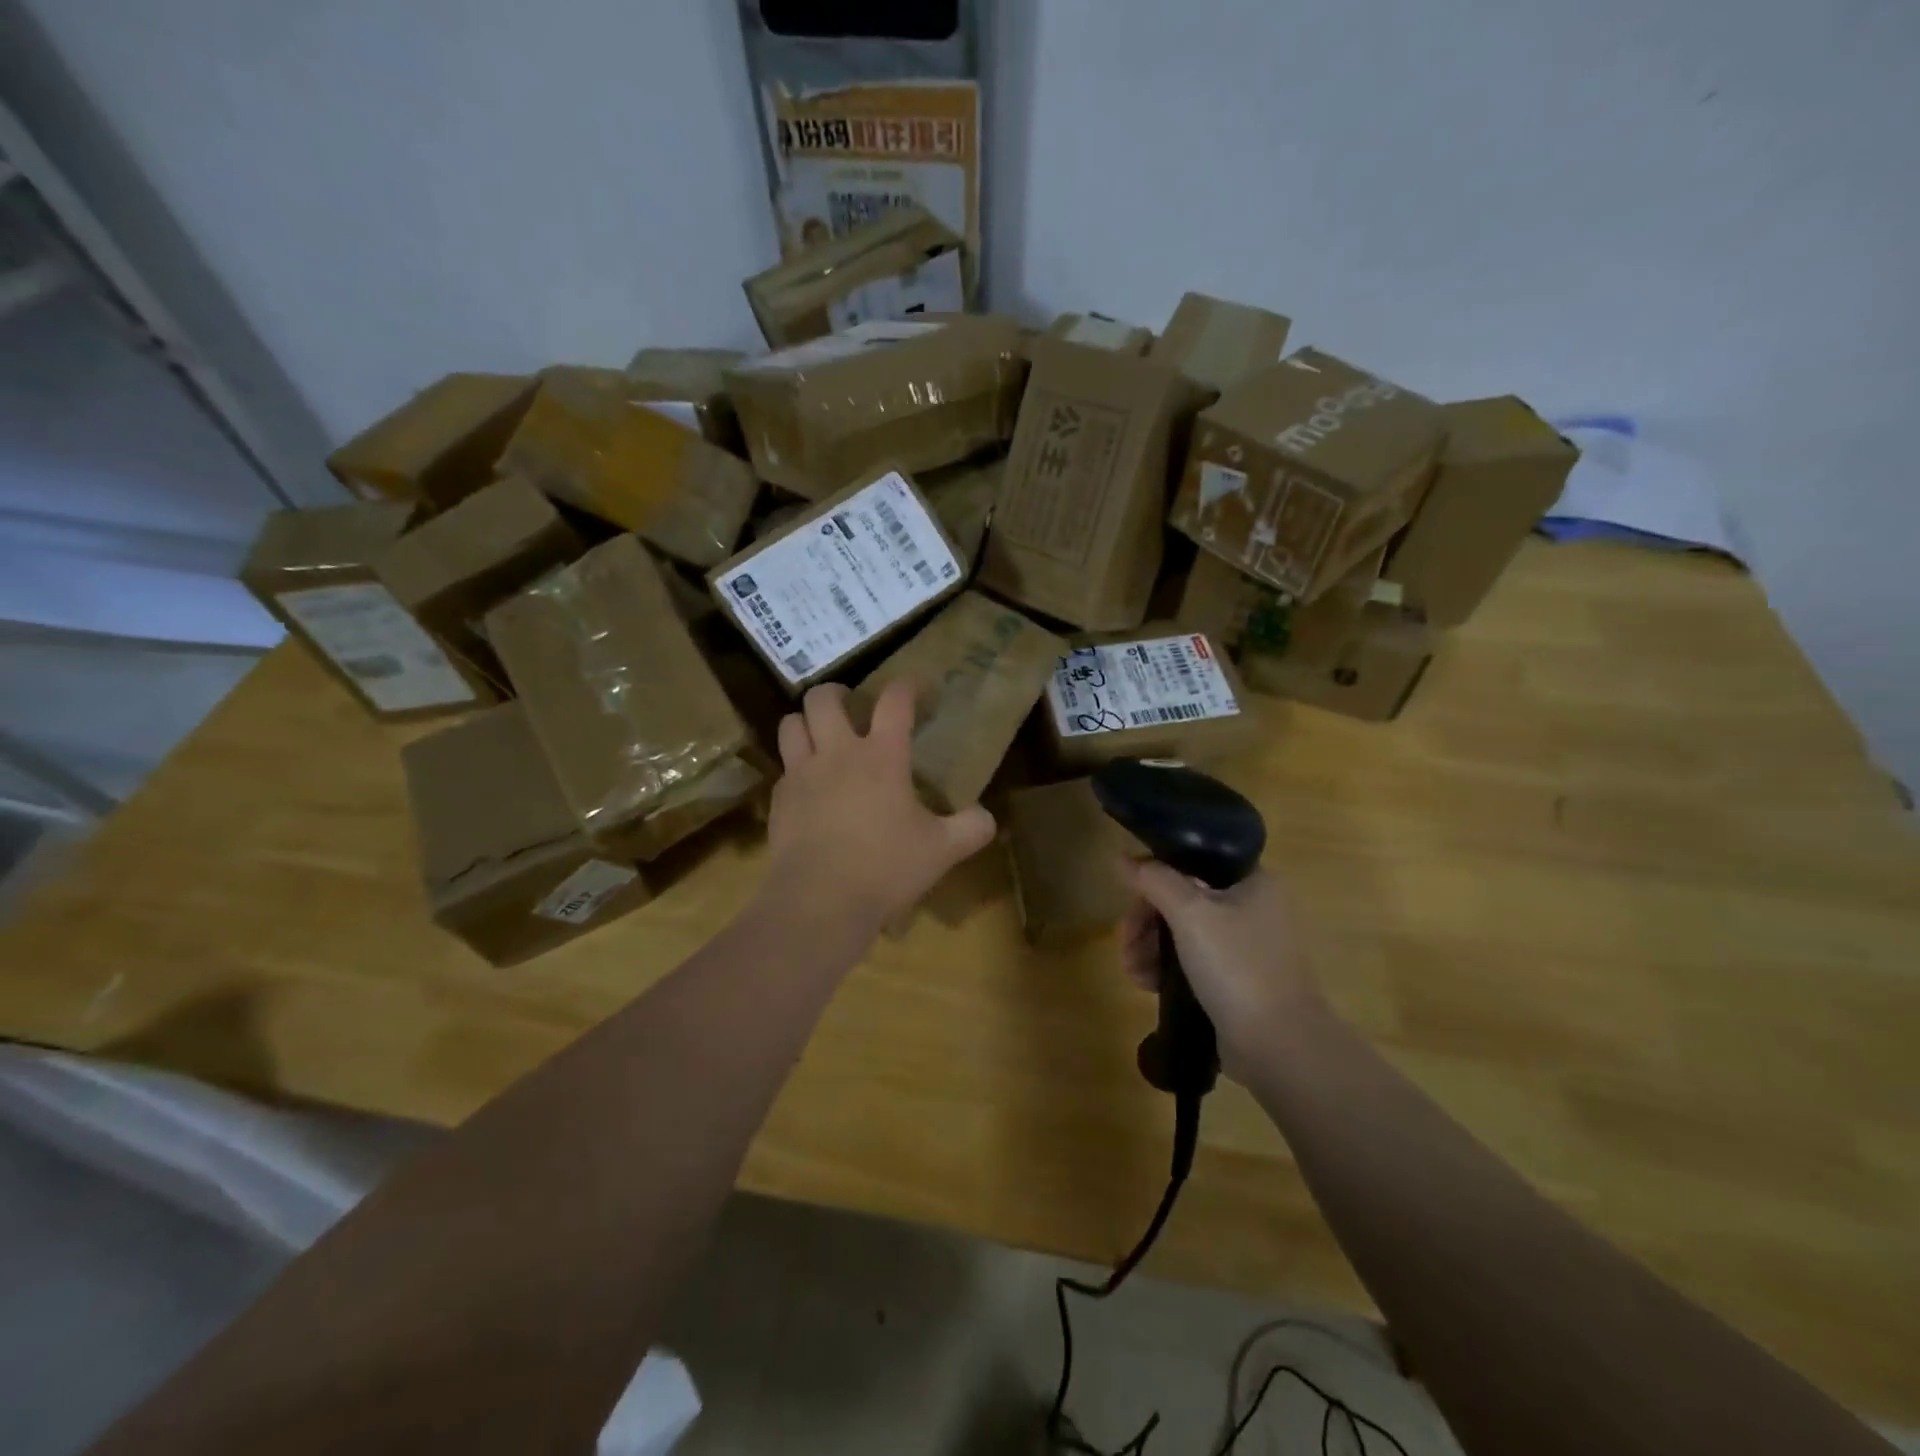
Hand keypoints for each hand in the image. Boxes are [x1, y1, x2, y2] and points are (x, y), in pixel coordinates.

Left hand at [764, 680, 995, 933]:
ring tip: (821, 736)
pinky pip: (783, 768)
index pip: (894, 701)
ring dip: (806, 723)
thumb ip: (971, 828)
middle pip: (823, 698)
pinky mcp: (778, 801)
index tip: (915, 684)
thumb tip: (987, 817)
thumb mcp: (942, 850)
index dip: (907, 684)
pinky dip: (795, 767)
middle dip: (837, 693)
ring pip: (790, 724)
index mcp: (881, 756)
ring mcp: (801, 775)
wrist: (819, 902)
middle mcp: (836, 754)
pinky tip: (809, 787)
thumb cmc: (886, 868)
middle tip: (851, 706)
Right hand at [1120, 864, 1328, 1075]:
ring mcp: (1246, 946)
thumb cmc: (1237, 966)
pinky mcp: (1237, 979)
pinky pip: (1193, 961)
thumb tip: (1122, 857)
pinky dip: (1167, 968)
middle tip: (1126, 944)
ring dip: (1150, 948)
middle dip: (1146, 922)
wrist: (1279, 1046)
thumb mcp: (1190, 913)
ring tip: (1134, 973)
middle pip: (1182, 899)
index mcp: (1252, 880)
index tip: (1130, 901)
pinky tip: (1148, 985)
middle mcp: (1253, 906)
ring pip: (1183, 932)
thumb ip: (1154, 879)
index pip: (1191, 862)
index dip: (1155, 878)